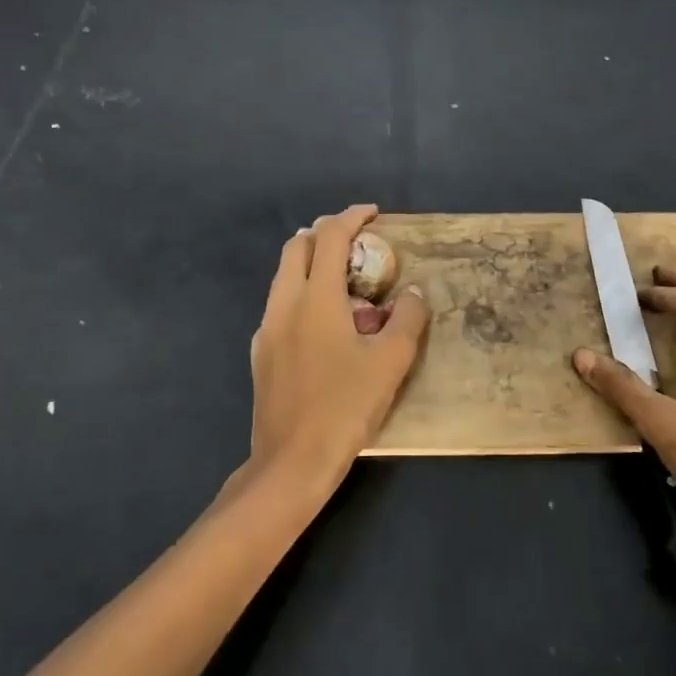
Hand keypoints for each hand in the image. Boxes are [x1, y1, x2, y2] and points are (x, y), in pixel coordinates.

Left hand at [245, 204, 429, 501]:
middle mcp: (284, 305)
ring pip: (285, 277)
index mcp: (316, 299)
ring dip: (312, 264)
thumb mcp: (390, 362)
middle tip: (357, 242)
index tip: (373, 213)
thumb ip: (407, 319)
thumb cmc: (345, 407)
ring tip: (345, 280)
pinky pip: (281, 306)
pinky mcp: (261, 354)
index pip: (330, 238)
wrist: (291, 462)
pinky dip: (303, 294)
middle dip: (326, 234)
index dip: (352, 218)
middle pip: (297, 247)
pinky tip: (325, 324)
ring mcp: (267, 330)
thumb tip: (414, 293)